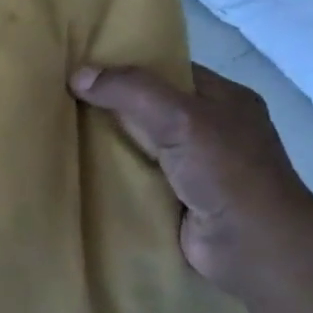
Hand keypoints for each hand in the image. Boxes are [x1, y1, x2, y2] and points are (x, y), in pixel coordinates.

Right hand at [69, 64, 312, 296]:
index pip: (169, 72)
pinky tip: (78, 170)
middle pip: (150, 108)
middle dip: (111, 106)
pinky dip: (111, 175)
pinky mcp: (176, 199)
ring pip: (139, 145)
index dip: (128, 66)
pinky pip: (136, 178)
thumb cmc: (226, 172)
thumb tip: (77, 75)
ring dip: (106, 143)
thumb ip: (131, 91)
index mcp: (224, 99)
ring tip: (60, 132)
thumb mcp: (179, 117)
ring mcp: (194, 167)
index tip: (83, 66)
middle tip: (62, 98)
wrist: (252, 246)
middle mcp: (211, 130)